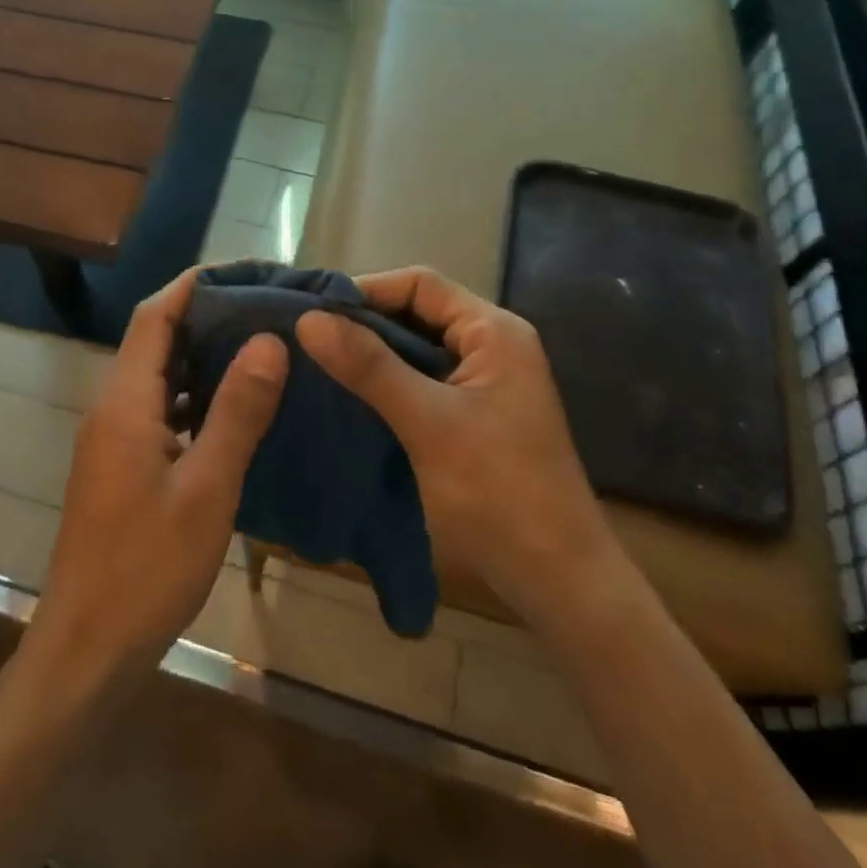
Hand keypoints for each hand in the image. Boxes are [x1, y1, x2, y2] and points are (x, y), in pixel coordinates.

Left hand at [26, 270, 286, 693]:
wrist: (85, 651)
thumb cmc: (146, 570)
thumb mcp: (206, 489)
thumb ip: (237, 411)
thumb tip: (268, 340)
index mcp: (125, 402)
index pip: (154, 316)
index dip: (193, 284)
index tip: (244, 270)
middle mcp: (112, 408)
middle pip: (154, 339)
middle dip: (204, 314)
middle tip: (264, 307)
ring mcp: (112, 439)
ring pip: (158, 376)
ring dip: (200, 355)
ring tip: (258, 345)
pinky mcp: (120, 466)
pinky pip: (159, 410)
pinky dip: (193, 396)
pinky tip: (232, 409)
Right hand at [295, 267, 612, 609]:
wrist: (560, 582)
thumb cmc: (498, 493)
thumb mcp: (428, 423)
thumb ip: (369, 366)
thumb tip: (309, 319)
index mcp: (494, 332)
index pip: (420, 284)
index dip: (365, 291)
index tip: (313, 312)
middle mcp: (492, 345)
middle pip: (417, 313)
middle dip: (363, 324)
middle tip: (306, 340)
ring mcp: (485, 382)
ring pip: (416, 349)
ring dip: (371, 355)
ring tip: (316, 364)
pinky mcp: (475, 414)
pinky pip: (422, 381)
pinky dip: (386, 383)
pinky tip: (348, 397)